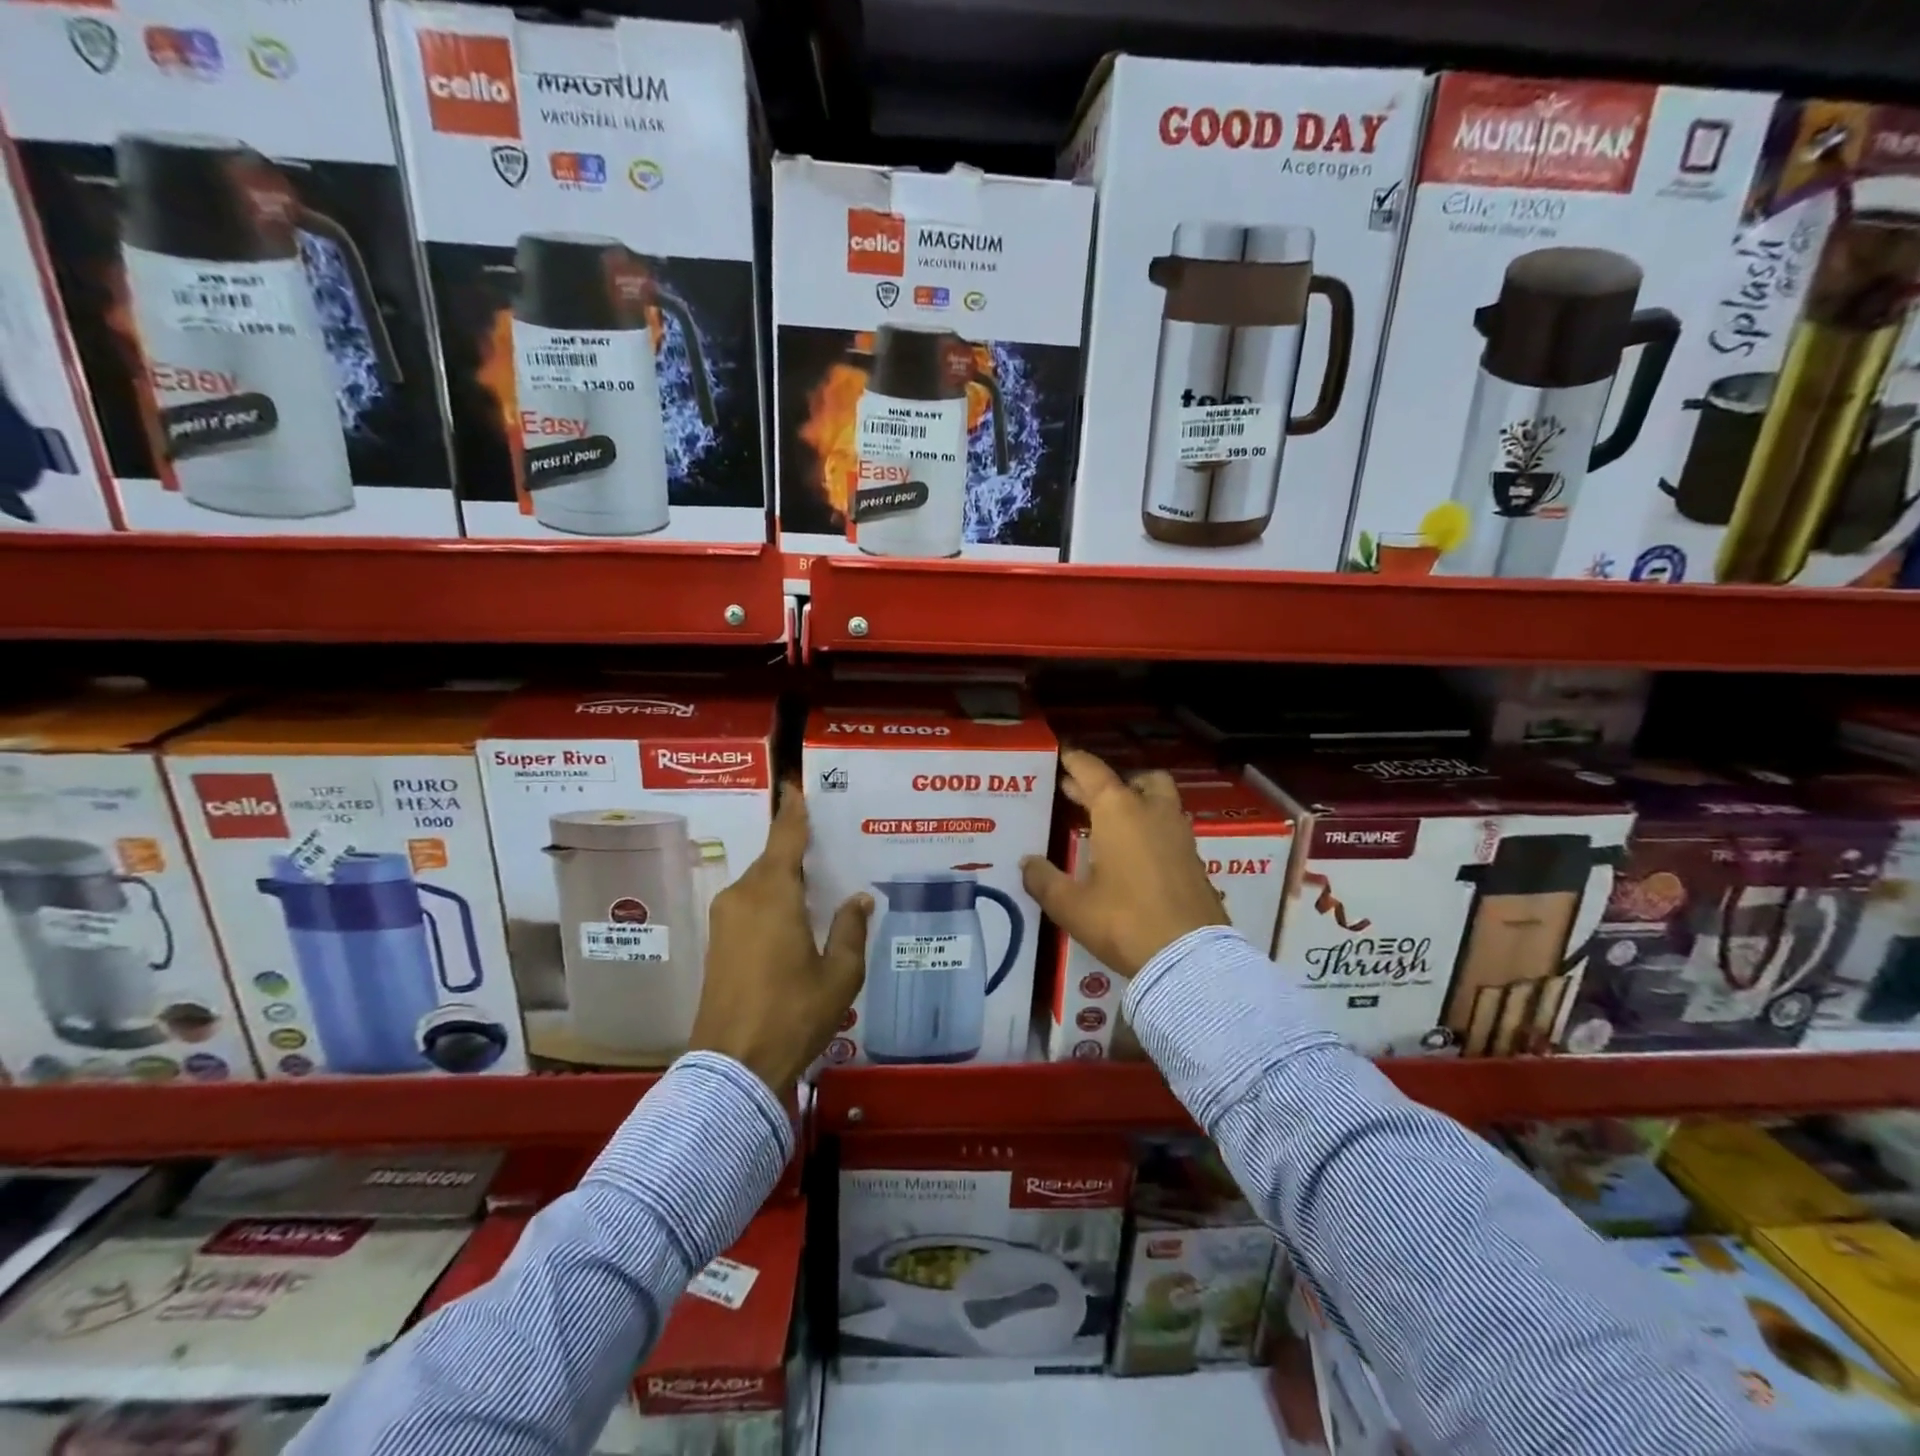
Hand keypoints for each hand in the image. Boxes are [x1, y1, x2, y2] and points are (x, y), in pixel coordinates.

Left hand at [689, 783, 870, 1092]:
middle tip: (827, 841)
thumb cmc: (793, 1014)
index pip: (785, 838)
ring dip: (784, 878)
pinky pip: (750, 903)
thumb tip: (857, 899)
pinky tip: (794, 912)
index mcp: (773, 895)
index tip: (795, 785)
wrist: (732, 1068)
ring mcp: (725, 920)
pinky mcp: (718, 942)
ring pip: (760, 883)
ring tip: (817, 879)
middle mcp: (743, 897)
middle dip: (795, 849)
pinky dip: (772, 898)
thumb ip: (850, 930)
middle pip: (772, 860)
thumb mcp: (840, 975)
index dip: (793, 811)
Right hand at [1021, 750, 1227, 977]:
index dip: (1076, 762)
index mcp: (1118, 811)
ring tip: (1109, 819)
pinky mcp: (1194, 858)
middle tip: (1078, 792)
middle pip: (1133, 780)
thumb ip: (1044, 880)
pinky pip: (1169, 827)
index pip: (1093, 772)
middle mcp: (1152, 811)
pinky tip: (1134, 851)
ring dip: (1135, 800)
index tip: (1064, 755)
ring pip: (1159, 799)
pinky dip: (1150, 826)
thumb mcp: (1071, 905)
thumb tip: (1027, 863)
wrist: (1189, 957)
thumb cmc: (1123, 922)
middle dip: (1105, 783)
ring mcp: (1179, 834)